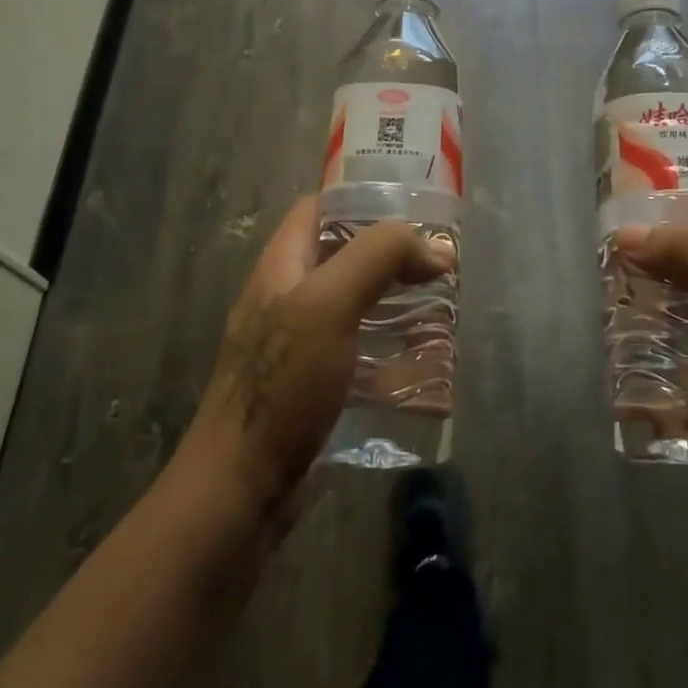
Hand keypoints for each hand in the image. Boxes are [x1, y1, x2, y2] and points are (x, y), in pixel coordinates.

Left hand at [187, 197, 453, 520]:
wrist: (242, 488)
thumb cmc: (283, 383)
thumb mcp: (329, 303)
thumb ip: (377, 257)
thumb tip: (434, 248)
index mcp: (282, 267)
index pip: (319, 209)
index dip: (363, 200)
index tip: (414, 209)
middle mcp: (288, 299)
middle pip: (344, 258)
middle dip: (392, 257)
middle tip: (441, 264)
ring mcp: (300, 346)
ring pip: (357, 309)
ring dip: (398, 307)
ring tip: (445, 310)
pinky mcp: (315, 388)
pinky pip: (360, 357)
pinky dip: (393, 357)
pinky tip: (428, 371)